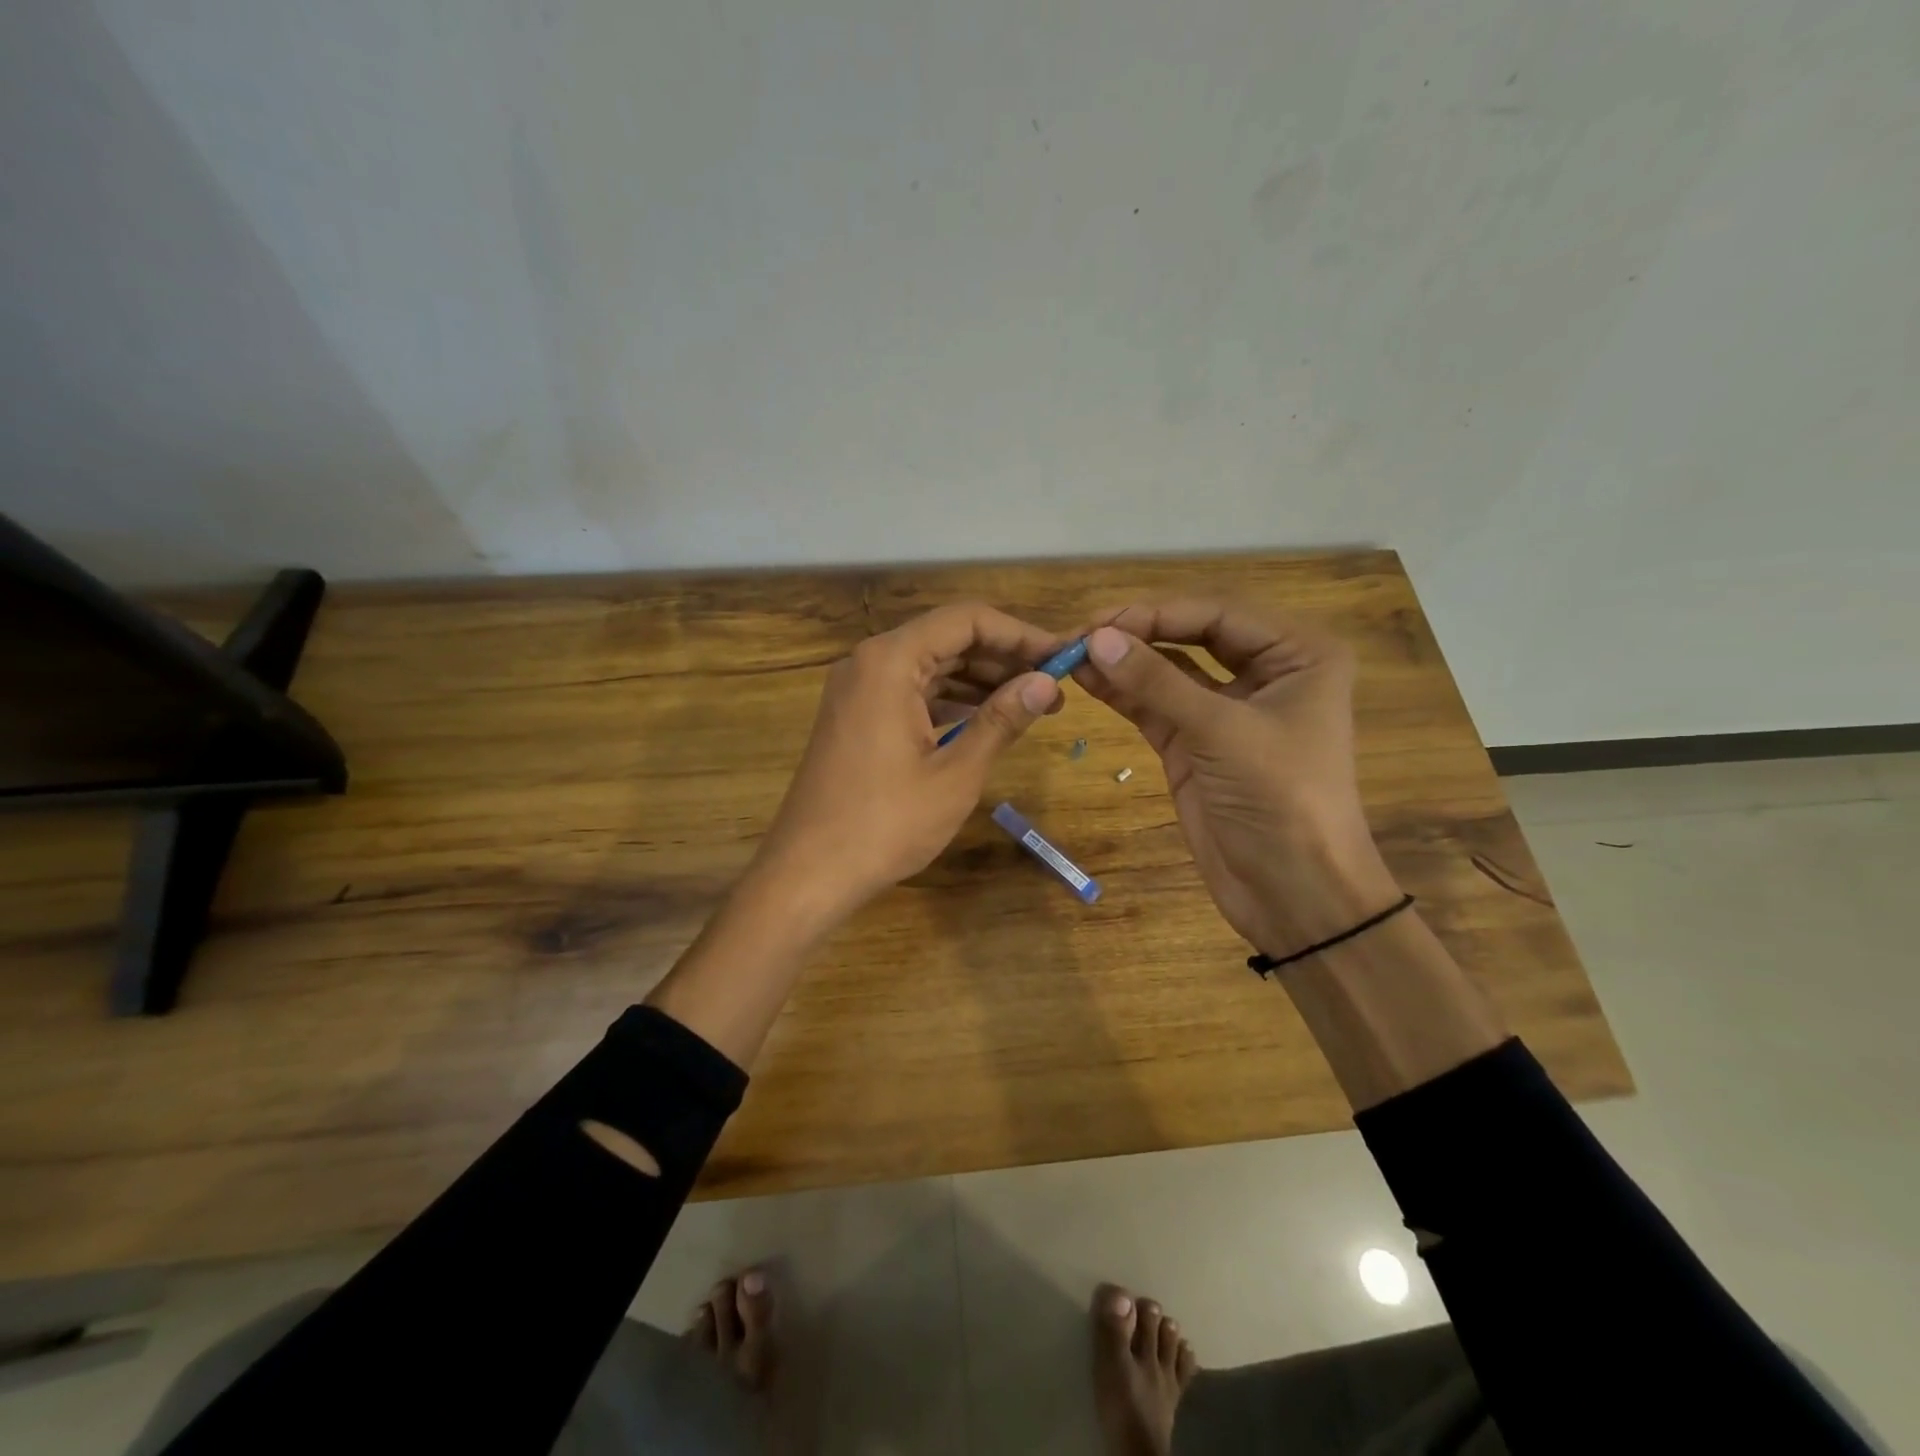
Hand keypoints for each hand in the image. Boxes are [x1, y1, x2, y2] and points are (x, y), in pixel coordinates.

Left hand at [747, 602, 1063, 932]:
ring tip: (1031, 705)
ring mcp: (858, 689)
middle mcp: (869, 662)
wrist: (808, 872)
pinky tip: (985, 719)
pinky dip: (950, 700)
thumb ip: (1001, 719)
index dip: (1020, 634)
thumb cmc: (885, 824)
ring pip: (930, 666)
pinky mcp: (856, 716)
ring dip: (980, 681)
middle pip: (948, 639)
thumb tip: (1047, 682)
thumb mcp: (955, 773)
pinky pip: (911, 692)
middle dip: (1003, 659)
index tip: (1062, 656)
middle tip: (1053, 686)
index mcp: (890, 661)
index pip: (966, 621)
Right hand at [1073, 599, 1400, 955]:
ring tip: (1070, 654)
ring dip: (1122, 661)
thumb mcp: (1221, 732)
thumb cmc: (1281, 800)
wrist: (1295, 893)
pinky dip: (1122, 693)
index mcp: (1297, 654)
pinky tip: (1086, 679)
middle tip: (1078, 635)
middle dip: (1137, 632)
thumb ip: (1157, 682)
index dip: (1157, 613)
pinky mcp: (1193, 743)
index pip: (1218, 613)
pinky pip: (1154, 705)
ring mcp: (1224, 709)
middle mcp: (1264, 671)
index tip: (1098, 622)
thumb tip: (1094, 639)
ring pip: (1167, 670)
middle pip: (1191, 635)